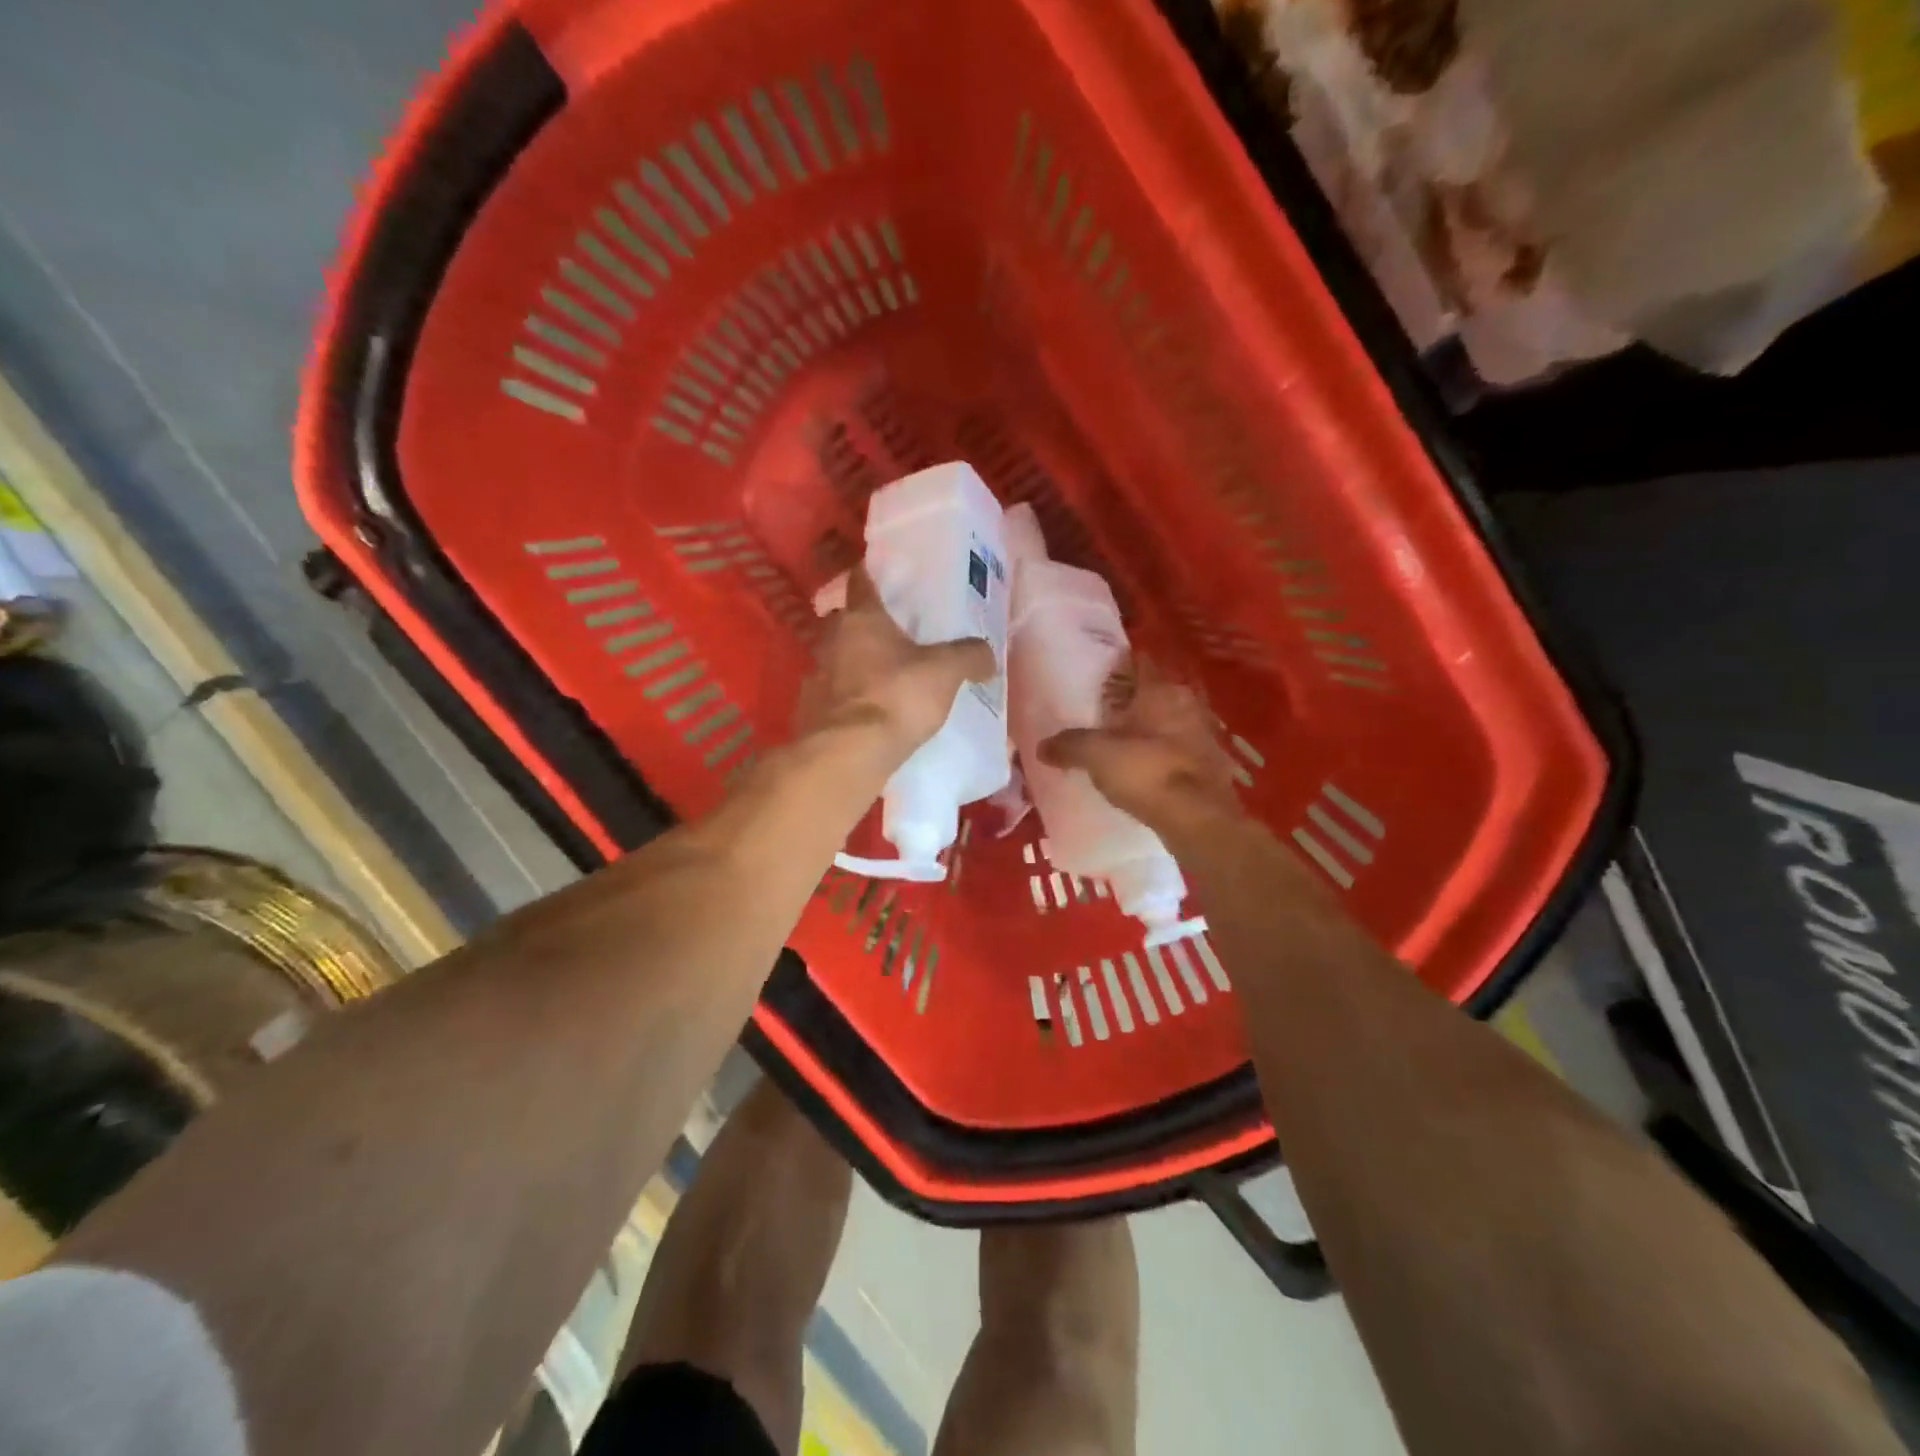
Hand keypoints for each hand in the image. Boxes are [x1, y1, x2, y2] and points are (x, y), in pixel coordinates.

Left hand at [797, 566, 996, 764]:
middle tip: (891, 633)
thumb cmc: (896, 697)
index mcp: (862, 618)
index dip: (871, 574)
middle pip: (845, 620)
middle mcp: (831, 639)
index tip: (881, 574)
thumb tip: (987, 657)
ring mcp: (816, 676)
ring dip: (854, 663)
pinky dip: (847, 698)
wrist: (848, 752)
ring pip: (836, 659)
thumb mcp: (945, 672)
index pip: (861, 581)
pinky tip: (866, 712)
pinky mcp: (810, 711)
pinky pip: (832, 696)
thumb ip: (969, 656)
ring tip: (882, 676)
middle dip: (864, 624)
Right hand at [1038, 660, 1243, 830]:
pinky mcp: (1209, 764)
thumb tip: (1042, 746)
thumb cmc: (1147, 772)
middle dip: (1131, 699)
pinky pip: (1177, 748)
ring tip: (1119, 741)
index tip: (1099, 673)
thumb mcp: (1096, 755)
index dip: (1119, 664)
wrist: (1198, 819)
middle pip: (1154, 692)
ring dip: (1147, 728)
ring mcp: (1203, 734)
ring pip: (1168, 720)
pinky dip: (1160, 752)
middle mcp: (1186, 703)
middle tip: (1102, 710)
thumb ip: (1069, 745)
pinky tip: (1142, 767)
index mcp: (1161, 690)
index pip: (1139, 662)